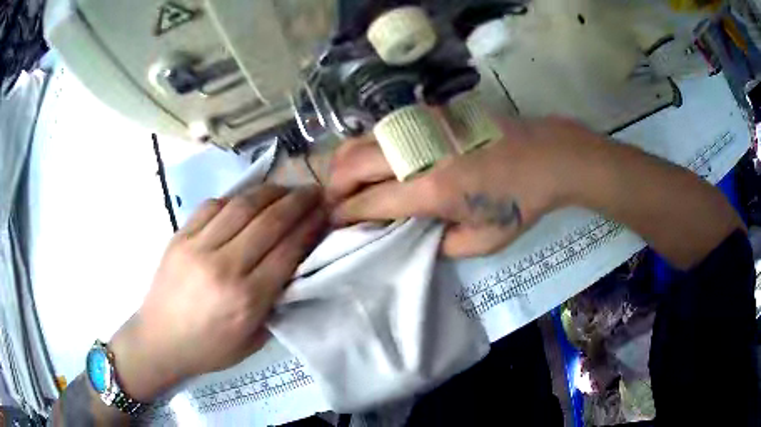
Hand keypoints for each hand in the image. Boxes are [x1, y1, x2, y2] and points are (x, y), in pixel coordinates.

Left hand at [109, 185, 326, 400]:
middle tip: (313, 191)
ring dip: (270, 192)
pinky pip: (212, 206)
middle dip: (297, 202)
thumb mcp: (253, 339)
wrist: (159, 340)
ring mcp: (198, 247)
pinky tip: (246, 200)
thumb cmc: (209, 349)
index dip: (310, 227)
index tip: (324, 213)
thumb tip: (293, 265)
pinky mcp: (180, 236)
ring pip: (241, 206)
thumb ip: (275, 304)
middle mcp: (224, 267)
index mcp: (246, 299)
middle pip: (269, 222)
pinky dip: (235, 198)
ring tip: (286, 188)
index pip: (287, 251)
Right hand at [328, 117, 602, 256]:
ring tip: (347, 185)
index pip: (368, 201)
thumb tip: (408, 235)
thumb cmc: (521, 201)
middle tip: (333, 205)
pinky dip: (366, 147)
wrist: (547, 155)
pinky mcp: (430, 112)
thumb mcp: (483, 241)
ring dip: (344, 164)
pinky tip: (374, 162)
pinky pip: (382, 129)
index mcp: (431, 189)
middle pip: (350, 163)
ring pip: (360, 139)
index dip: (343, 215)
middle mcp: (417, 152)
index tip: (331, 224)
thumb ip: (438, 244)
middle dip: (333, 187)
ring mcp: (421, 125)